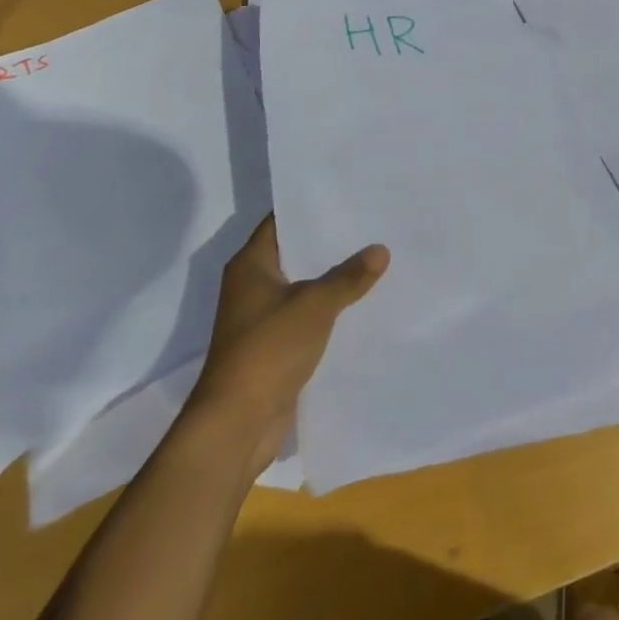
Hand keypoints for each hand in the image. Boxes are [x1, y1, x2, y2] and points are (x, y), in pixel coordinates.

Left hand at [186, 214, 388, 472]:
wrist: (237, 425)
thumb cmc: (268, 349)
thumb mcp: (316, 305)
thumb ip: (349, 276)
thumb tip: (381, 250)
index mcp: (251, 264)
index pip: (282, 220)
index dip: (312, 206)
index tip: (348, 193)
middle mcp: (253, 285)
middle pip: (297, 251)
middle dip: (331, 241)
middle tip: (372, 221)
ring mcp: (263, 316)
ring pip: (306, 284)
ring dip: (334, 276)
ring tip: (376, 254)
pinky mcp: (276, 344)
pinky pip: (308, 314)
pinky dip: (331, 307)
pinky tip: (364, 299)